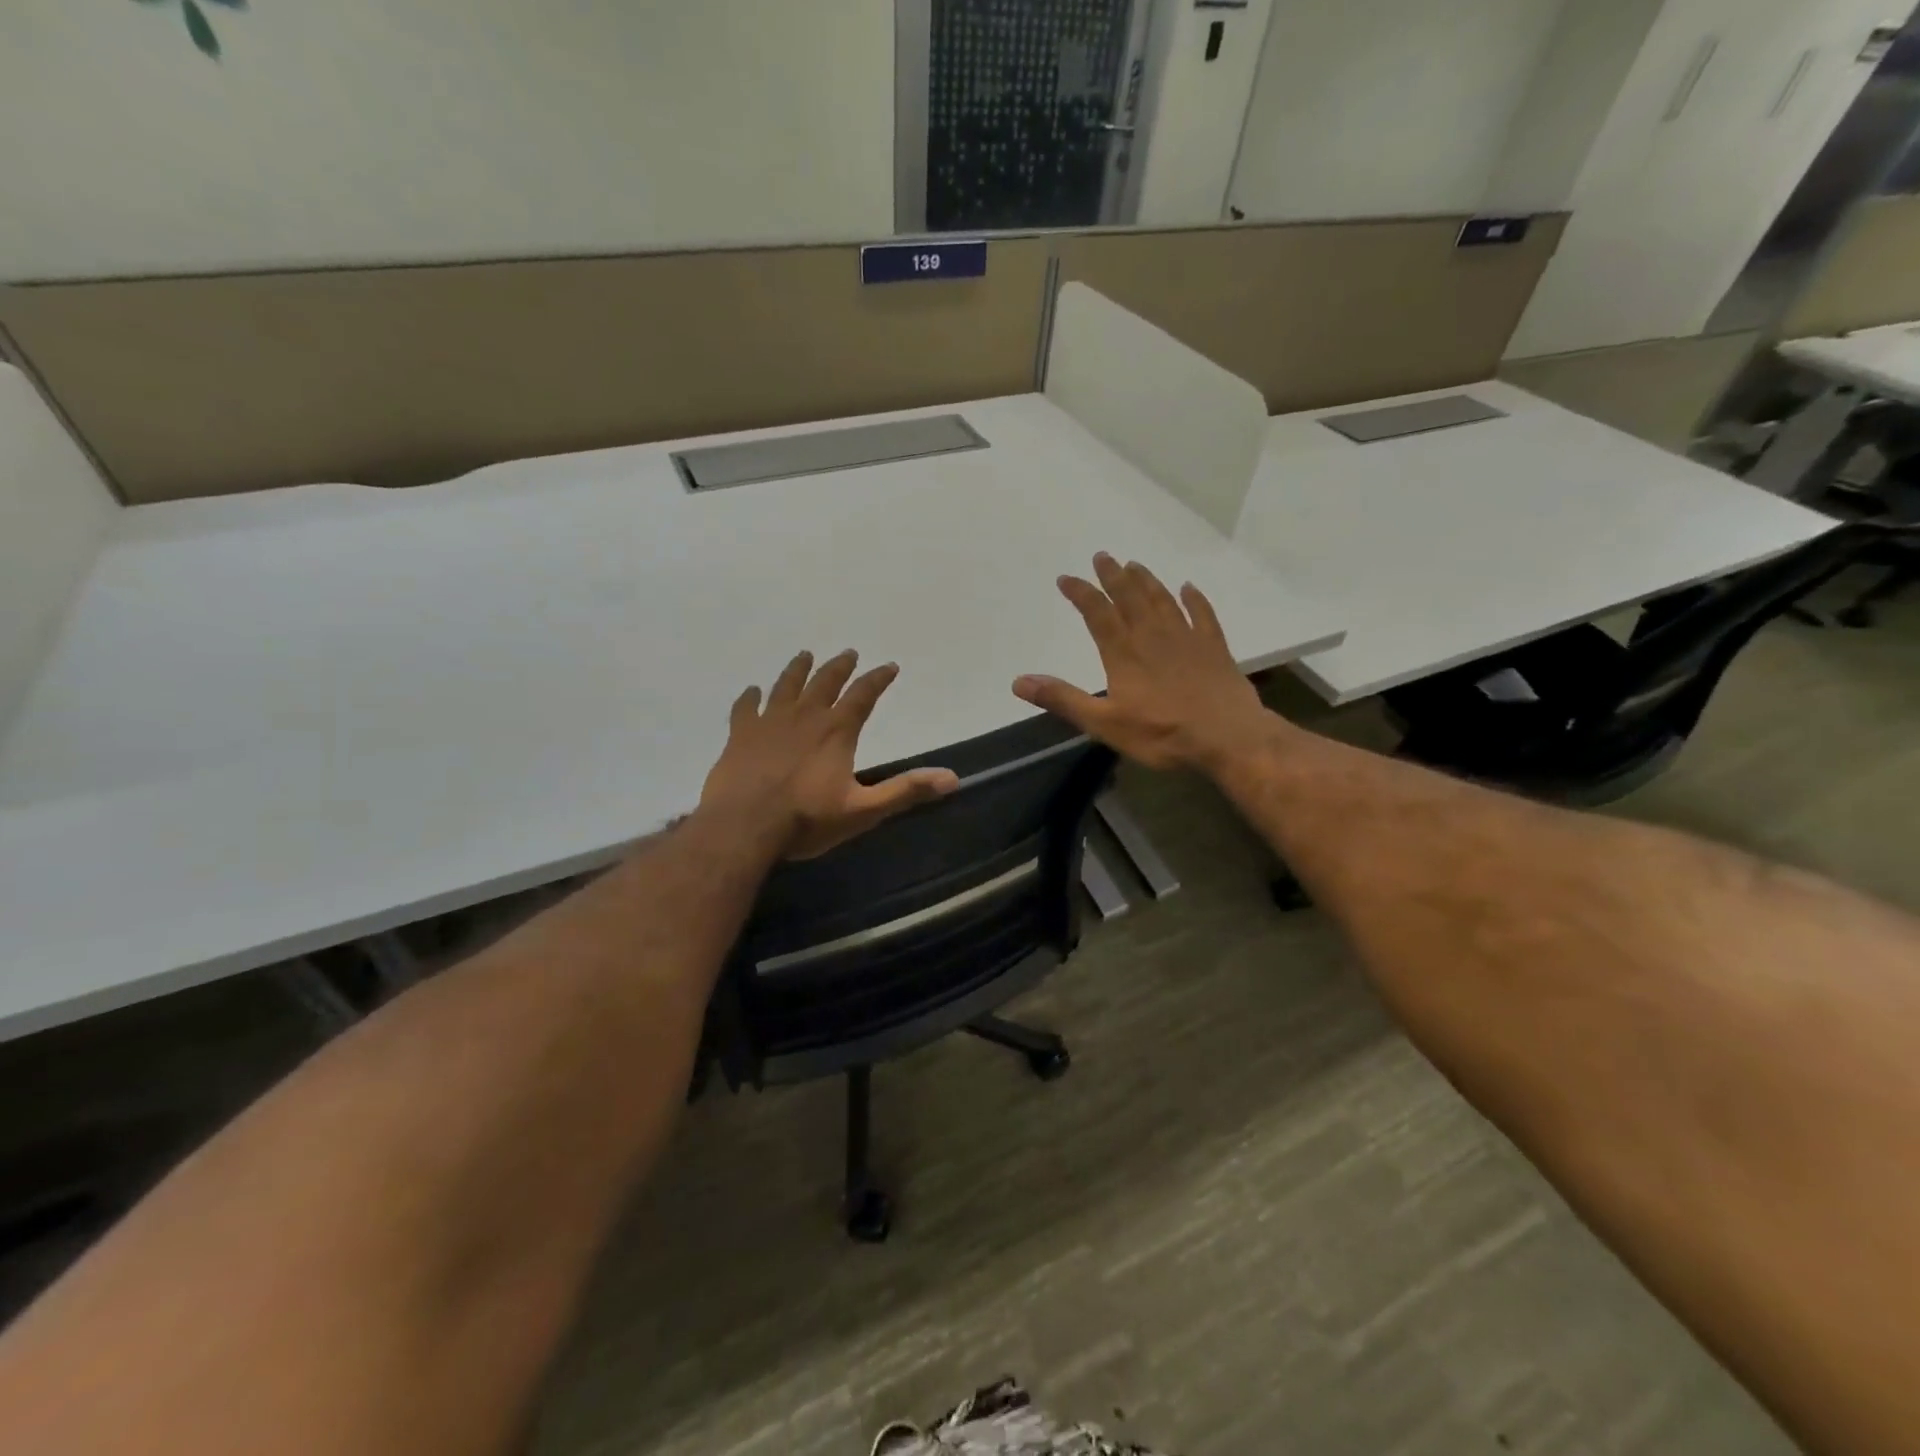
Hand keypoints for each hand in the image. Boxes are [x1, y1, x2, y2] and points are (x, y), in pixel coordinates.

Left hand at [700, 650, 959, 859]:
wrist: (743, 827)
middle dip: (839, 667)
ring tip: (805, 655)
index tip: (889, 666)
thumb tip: (952, 778)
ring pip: (786, 686)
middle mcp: (804, 717)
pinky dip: (750, 697)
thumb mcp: (863, 810)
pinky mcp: (740, 735)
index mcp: (836, 731)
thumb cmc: (806, 820)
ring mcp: (769, 722)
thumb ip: (905, 791)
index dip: (878, 679)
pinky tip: (752, 691)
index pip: (863, 695)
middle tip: (848, 653)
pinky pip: (746, 707)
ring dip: (798, 669)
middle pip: (825, 682)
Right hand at [1013, 554, 1276, 772]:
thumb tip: (1019, 682)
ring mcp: (1187, 639)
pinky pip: (1203, 615)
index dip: (1081, 593)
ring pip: (1163, 600)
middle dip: (1113, 575)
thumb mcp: (1104, 723)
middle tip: (1102, 555)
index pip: (1097, 613)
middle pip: (1130, 597)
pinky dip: (1194, 599)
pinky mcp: (1214, 648)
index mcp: (1124, 653)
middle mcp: (1153, 636)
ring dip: (1147, 580)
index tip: (1066, 578)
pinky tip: (1189, 587)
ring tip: (1134, 564)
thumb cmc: (1162, 734)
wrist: (1227, 738)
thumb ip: (1063, 699)